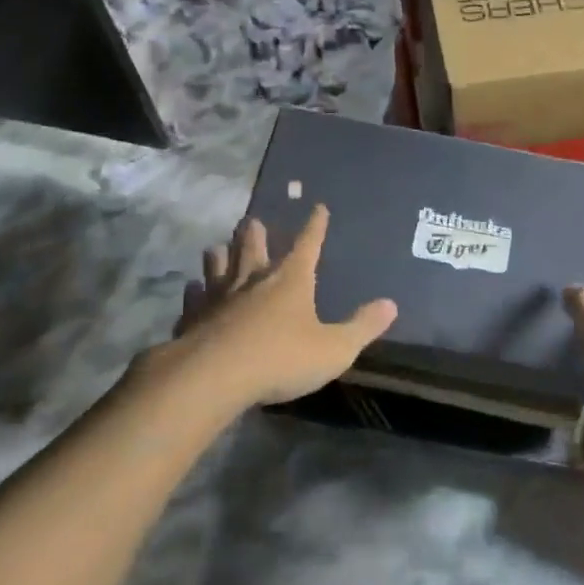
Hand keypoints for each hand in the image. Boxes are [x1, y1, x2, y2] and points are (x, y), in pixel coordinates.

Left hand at [144, 204, 397, 410]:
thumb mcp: (335, 349)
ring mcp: (219, 296)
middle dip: (257, 232)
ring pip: (218, 264)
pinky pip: (194, 296)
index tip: (318, 207)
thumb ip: (362, 327)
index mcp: (291, 280)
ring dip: (221, 254)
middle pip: (254, 246)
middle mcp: (253, 279)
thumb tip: (391, 304)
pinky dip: (195, 290)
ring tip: (219, 247)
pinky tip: (193, 289)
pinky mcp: (193, 316)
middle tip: (254, 221)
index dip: (315, 226)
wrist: (213, 376)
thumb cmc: (281, 359)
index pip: (308, 245)